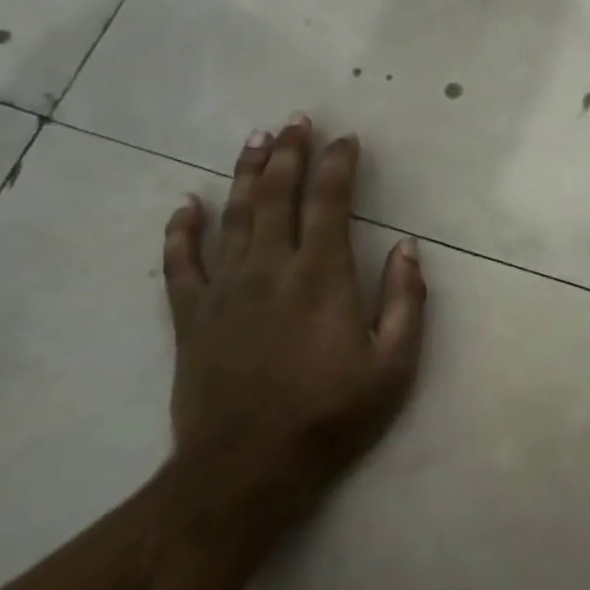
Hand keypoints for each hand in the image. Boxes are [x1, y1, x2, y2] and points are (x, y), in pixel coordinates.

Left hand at [161, 115, 427, 508]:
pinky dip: (182, 230)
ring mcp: (224, 291)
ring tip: (256, 141)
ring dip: (246, 175)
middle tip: (295, 121)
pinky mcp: (190, 317)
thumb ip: (407, 301)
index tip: (346, 139)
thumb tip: (408, 248)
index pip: (329, 203)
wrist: (247, 469)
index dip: (338, 166)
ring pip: (233, 216)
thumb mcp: (395, 365)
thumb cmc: (332, 415)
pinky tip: (186, 205)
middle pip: (276, 196)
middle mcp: (269, 270)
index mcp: (321, 277)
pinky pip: (180, 263)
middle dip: (288, 154)